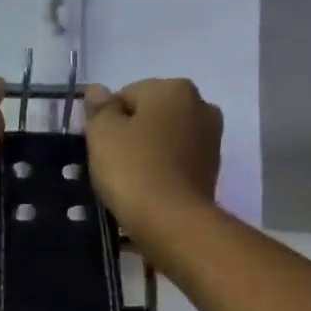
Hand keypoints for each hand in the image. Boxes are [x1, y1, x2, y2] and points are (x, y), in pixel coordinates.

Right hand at [83, 79, 222, 246]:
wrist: (173, 222)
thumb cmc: (134, 170)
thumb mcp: (103, 134)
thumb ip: (99, 108)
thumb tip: (97, 89)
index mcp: (175, 88)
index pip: (127, 95)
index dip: (108, 121)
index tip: (101, 147)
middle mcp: (201, 106)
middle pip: (151, 115)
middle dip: (132, 134)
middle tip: (114, 165)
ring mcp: (211, 140)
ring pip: (166, 140)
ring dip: (149, 153)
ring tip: (131, 182)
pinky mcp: (213, 171)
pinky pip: (177, 163)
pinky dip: (163, 172)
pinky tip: (150, 191)